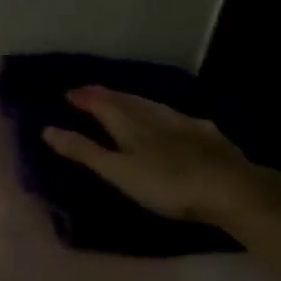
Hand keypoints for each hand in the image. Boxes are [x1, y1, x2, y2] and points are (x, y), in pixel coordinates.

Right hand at [42, 85, 260, 223]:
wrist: (232, 190)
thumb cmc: (166, 185)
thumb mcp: (118, 171)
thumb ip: (84, 151)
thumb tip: (47, 129)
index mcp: (131, 126)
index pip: (104, 106)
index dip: (87, 99)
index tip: (70, 93)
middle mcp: (157, 119)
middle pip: (129, 102)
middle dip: (108, 95)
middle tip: (92, 90)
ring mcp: (186, 126)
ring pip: (155, 106)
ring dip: (136, 100)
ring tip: (125, 98)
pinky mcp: (210, 138)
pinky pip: (181, 117)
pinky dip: (167, 114)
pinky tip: (174, 118)